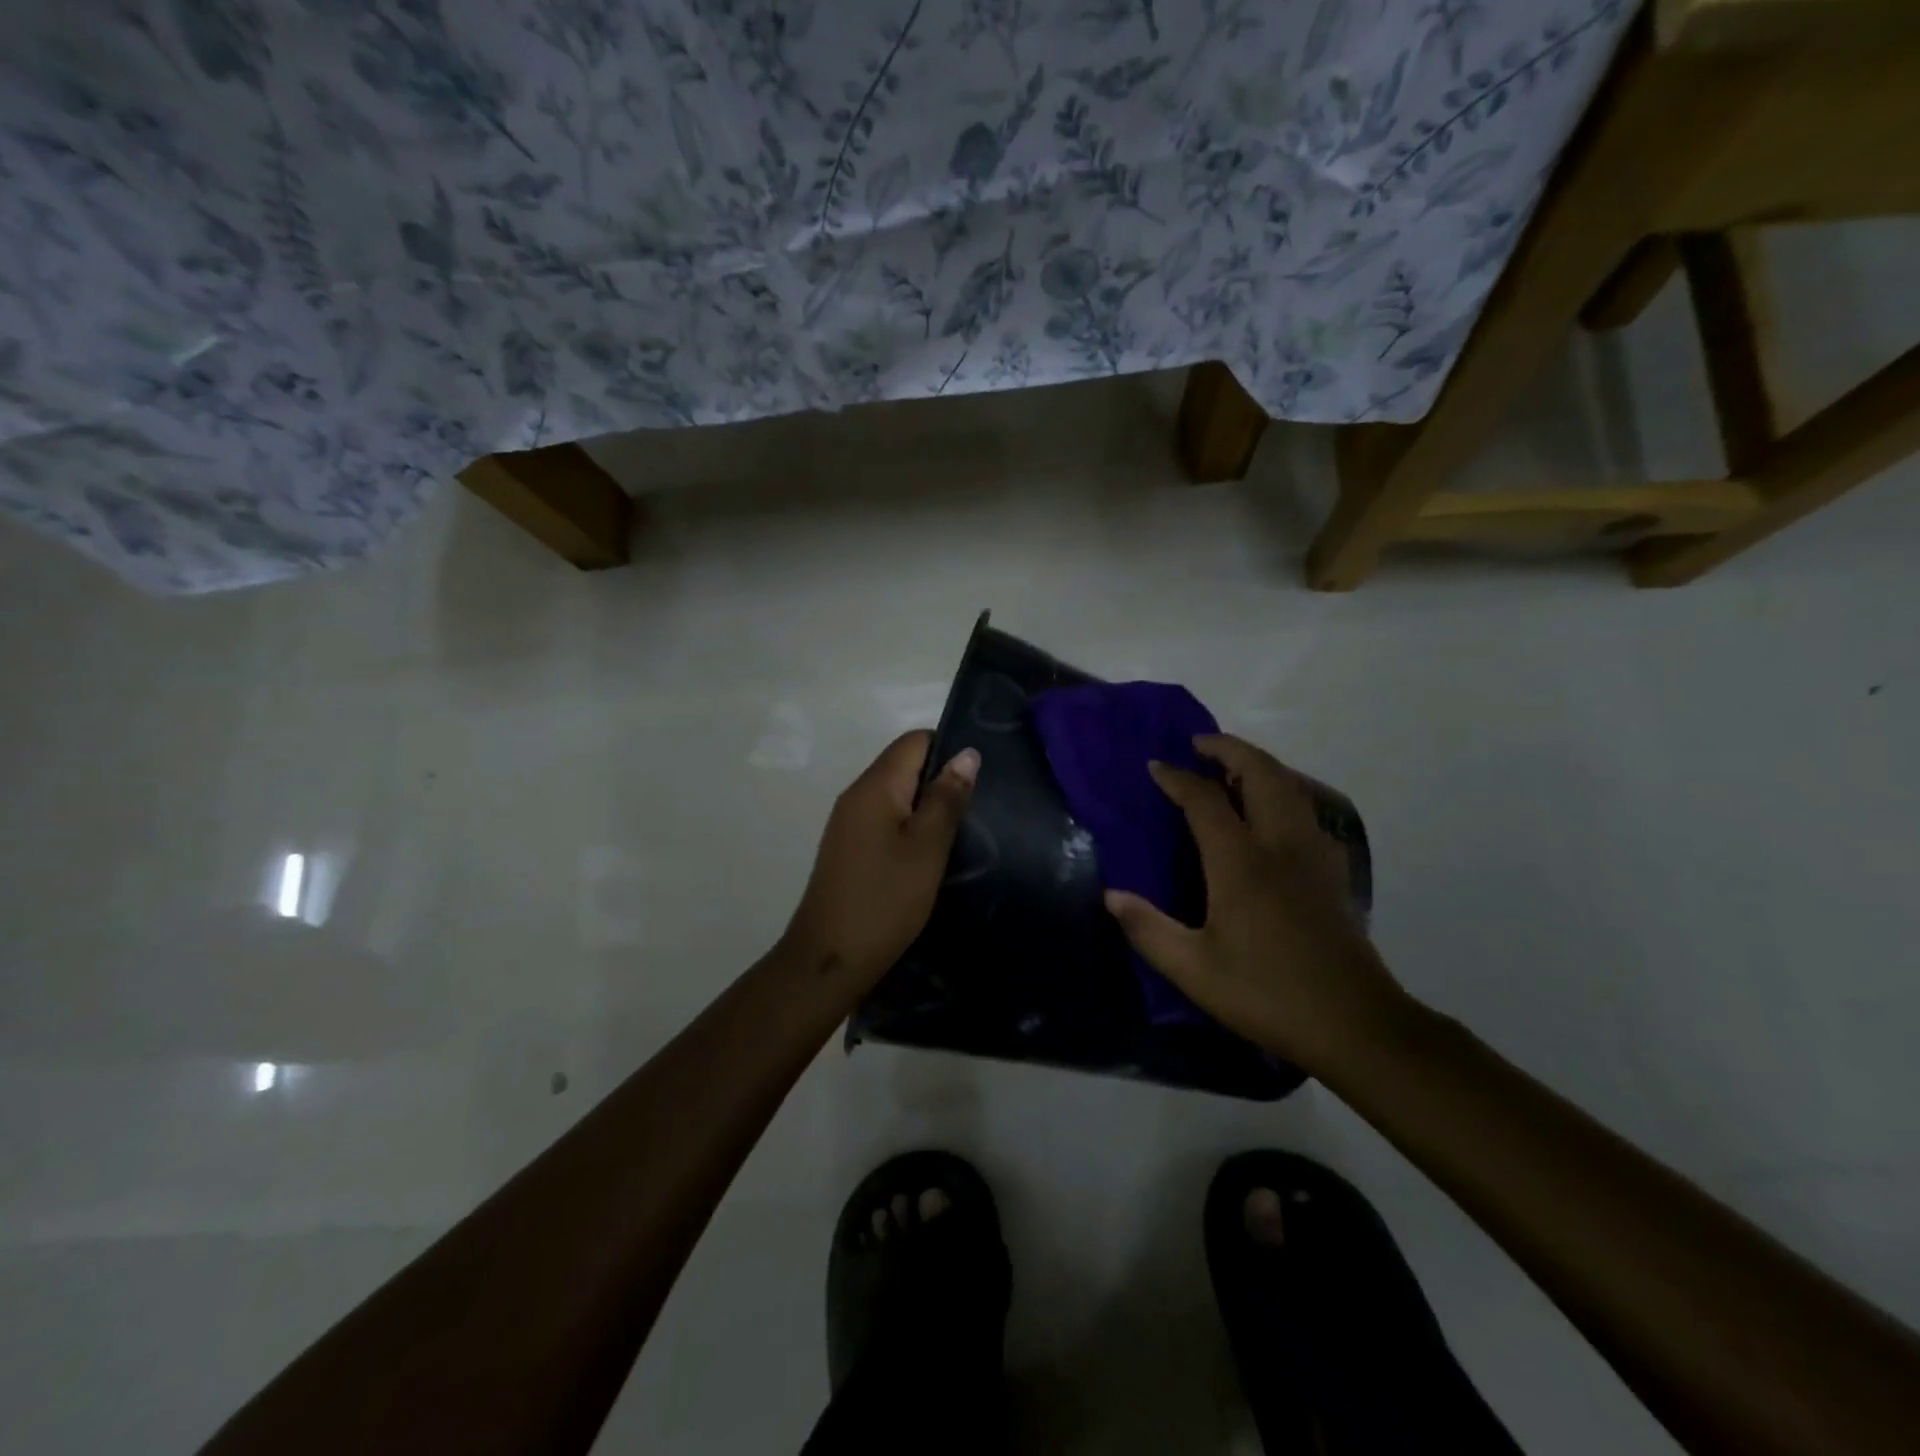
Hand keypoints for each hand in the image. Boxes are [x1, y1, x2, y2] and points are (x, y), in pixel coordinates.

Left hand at [784, 731, 978, 990]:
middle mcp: (857, 795)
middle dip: (942, 778)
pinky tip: (932, 852)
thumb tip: (966, 753)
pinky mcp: (850, 847)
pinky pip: (886, 819)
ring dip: (928, 805)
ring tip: (964, 829)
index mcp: (874, 786)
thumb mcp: (927, 848)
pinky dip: (911, 826)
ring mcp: (849, 822)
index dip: (949, 748)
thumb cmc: (885, 900)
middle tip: (980, 806)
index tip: (981, 775)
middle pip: (905, 765)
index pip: (914, 741)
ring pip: (897, 794)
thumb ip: (946, 798)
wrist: (829, 959)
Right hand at [1104, 734, 1408, 1073]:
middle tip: (1200, 744)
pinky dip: (1282, 791)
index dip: (1177, 777)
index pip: (1205, 800)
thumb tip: (1112, 896)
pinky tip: (1270, 814)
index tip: (1155, 766)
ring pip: (1289, 786)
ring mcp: (1312, 854)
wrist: (1355, 1024)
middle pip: (1260, 773)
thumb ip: (1148, 929)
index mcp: (1241, 862)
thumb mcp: (1194, 969)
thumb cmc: (1266, 992)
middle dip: (1228, 749)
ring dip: (1259, 765)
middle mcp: (1279, 844)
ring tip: (1231, 769)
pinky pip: (1305, 809)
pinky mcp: (1332, 871)